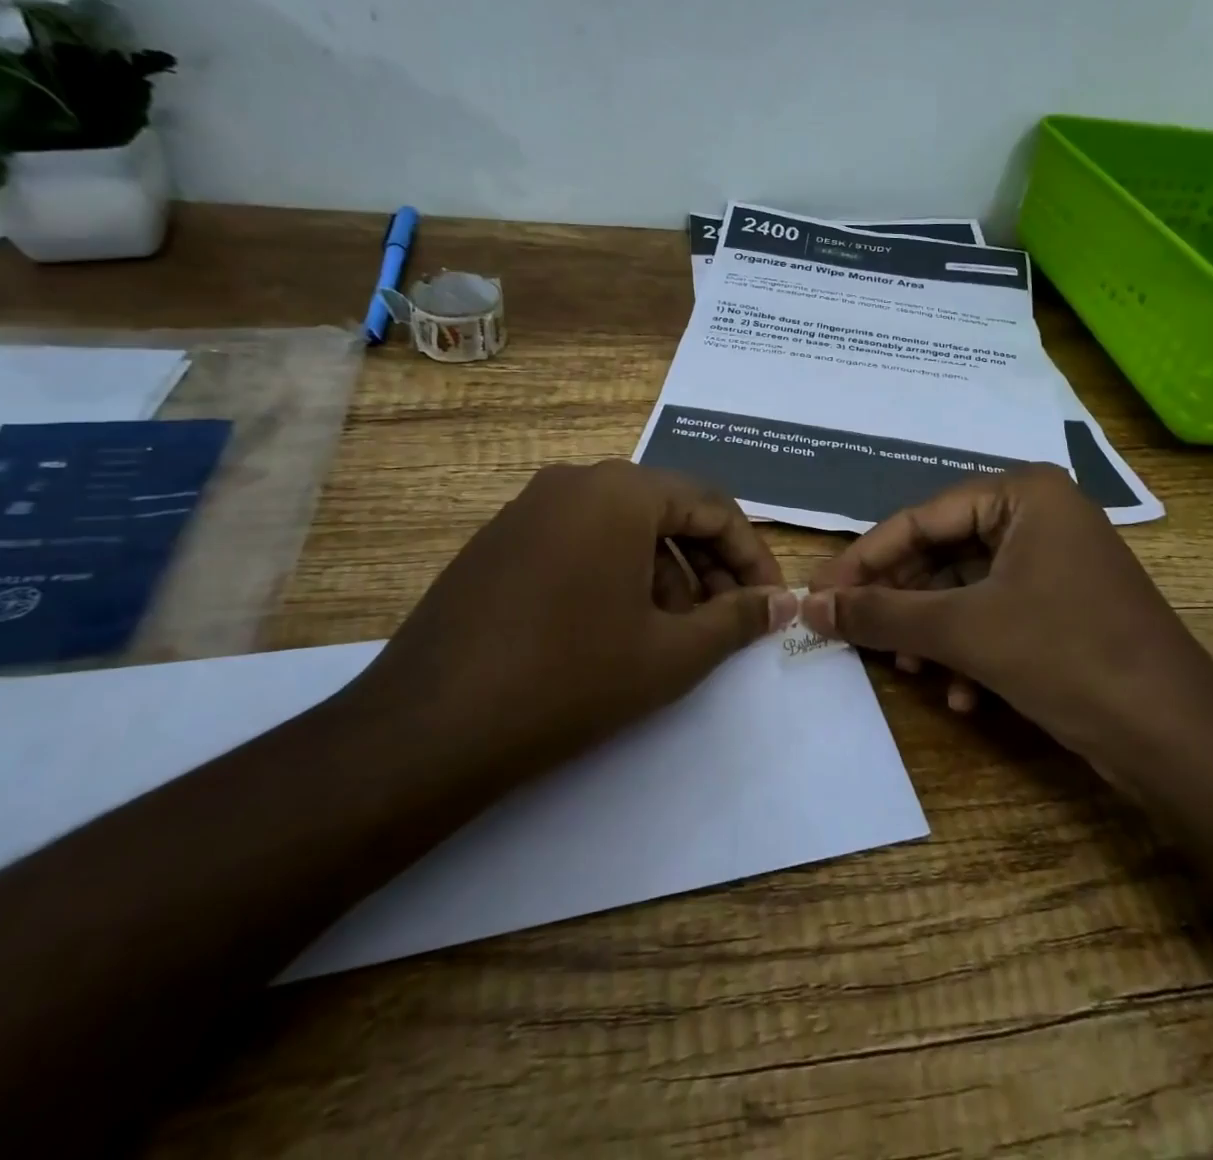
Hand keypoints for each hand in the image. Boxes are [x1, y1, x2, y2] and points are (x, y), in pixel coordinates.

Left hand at [355, 461, 796, 793]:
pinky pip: (580, 542)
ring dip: (665, 574)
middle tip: (726, 621)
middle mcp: (574, 482)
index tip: (769, 602)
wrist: (429, 730)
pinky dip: (616, 575)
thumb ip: (738, 619)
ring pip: (623, 529)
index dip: (751, 556)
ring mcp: (529, 509)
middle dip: (708, 566)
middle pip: (667, 512)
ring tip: (674, 634)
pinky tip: (617, 630)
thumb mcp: (671, 653)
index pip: (713, 505)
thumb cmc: (571, 679)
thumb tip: (783, 602)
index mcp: (621, 490)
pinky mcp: (499, 542)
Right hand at [802, 465, 1212, 778]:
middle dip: (902, 602)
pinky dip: (969, 651)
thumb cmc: (1066, 655)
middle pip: (942, 553)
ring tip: (912, 670)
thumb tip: (809, 604)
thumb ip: (882, 613)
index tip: (818, 593)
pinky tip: (960, 696)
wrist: (1177, 738)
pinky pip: (995, 614)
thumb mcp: (963, 631)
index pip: (920, 519)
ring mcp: (1054, 561)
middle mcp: (1039, 516)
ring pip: (965, 589)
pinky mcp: (1063, 606)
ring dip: (932, 632)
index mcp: (1022, 493)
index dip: (865, 559)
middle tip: (854, 634)